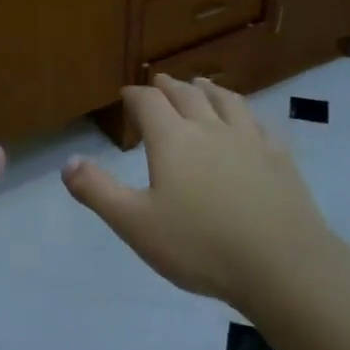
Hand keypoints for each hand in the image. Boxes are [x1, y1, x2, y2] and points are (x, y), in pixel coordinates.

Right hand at [63, 75, 343, 311]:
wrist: (282, 266)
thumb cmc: (200, 246)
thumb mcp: (135, 224)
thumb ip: (97, 191)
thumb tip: (67, 162)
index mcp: (173, 141)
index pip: (149, 103)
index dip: (135, 95)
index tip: (126, 94)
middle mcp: (211, 129)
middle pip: (187, 95)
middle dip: (168, 87)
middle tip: (159, 83)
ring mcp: (250, 141)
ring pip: (226, 102)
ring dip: (208, 89)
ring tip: (201, 84)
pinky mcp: (280, 158)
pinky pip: (259, 123)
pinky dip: (245, 112)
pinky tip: (247, 121)